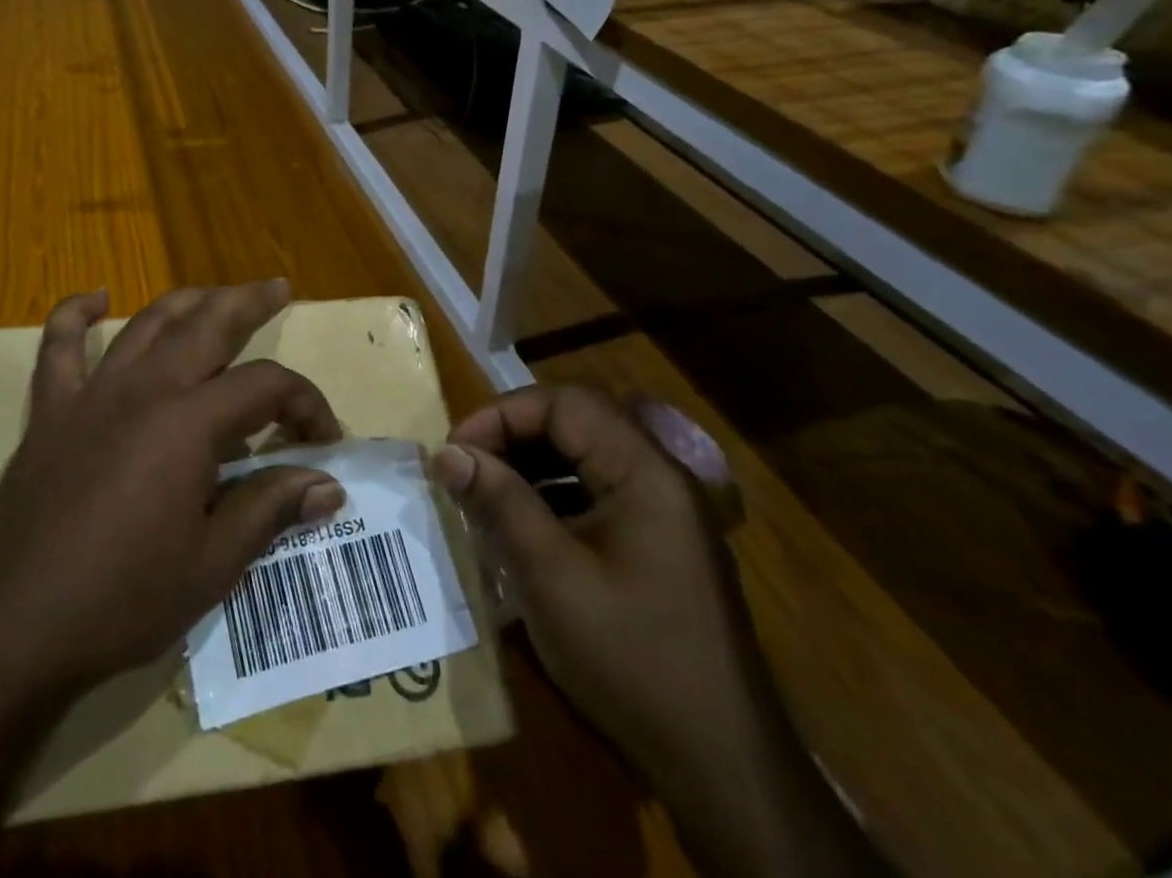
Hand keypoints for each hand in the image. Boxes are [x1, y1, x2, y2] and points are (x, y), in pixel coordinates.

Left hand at [0, 281, 346, 697]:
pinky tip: (96, 298)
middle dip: (249, 302)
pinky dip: (75, 315)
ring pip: (147, 323)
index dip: (304, 402)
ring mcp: (91, 393)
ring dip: (186, 301)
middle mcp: (144, 389)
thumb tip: (329, 485)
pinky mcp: (50, 411)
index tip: (323, 439)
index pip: (265, 385)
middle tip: (277, 287)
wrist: (12, 630)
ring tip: (213, 294)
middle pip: (207, 324)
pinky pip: (59, 347)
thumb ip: (270, 508)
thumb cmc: (121, 601)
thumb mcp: (211, 564)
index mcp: (188, 423)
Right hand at [433, 387, 886, 877]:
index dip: (503, 414)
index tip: (456, 451)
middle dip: (514, 434)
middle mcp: (660, 477)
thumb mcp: (551, 577)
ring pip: (586, 456)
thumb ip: (500, 503)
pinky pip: (597, 494)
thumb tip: (448, 453)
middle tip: (466, 467)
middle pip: (577, 422)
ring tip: (485, 493)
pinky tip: (523, 529)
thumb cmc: (632, 659)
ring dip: (531, 464)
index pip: (565, 403)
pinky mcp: (660, 546)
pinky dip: (553, 496)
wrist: (723, 770)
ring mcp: (665, 513)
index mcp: (645, 471)